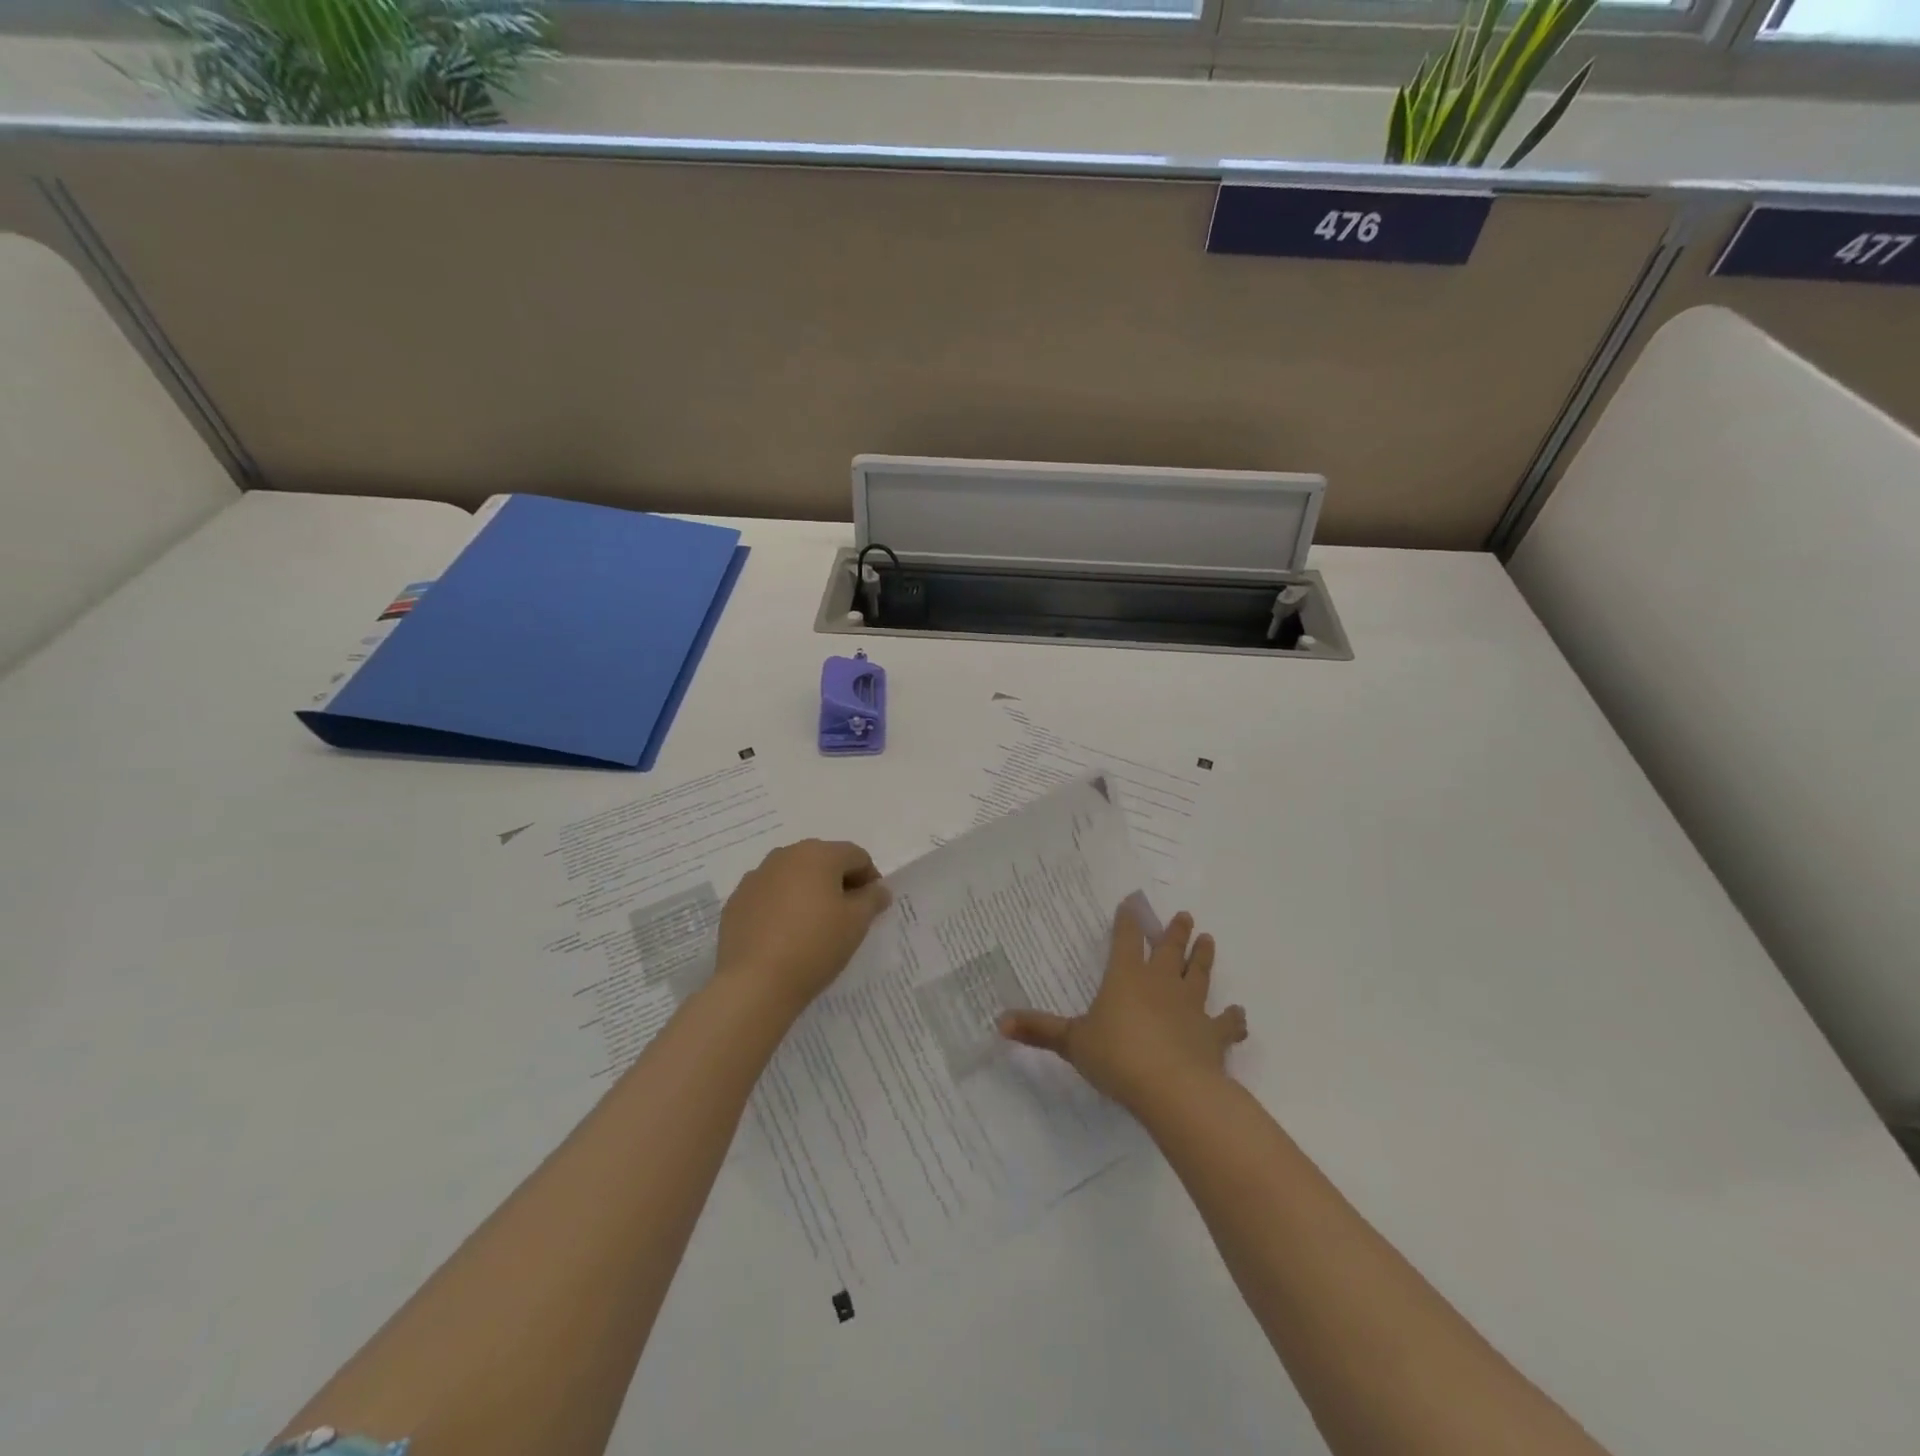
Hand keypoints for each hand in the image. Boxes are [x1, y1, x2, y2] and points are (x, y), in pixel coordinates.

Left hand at [713, 839, 891, 1018]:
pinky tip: (785, 936)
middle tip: (846, 917)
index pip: (856, 856)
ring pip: (793, 877)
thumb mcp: (857, 923)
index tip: (872, 908)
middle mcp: (784, 856)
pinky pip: (769, 896)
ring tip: (814, 927)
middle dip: (838, 883)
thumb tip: (878, 889)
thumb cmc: (815, 945)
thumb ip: (873, 898)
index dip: (870, 879)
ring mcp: (755, 878)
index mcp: (818, 854)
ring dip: (809, 893)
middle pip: (823, 861)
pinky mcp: (736, 902)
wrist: (755, 983)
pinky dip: (782, 907)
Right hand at [998, 904, 1246, 1114]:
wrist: (1172, 1088)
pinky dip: (1233, 1019)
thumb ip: (1039, 1030)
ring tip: (1208, 940)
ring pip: (1198, 975)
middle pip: (1169, 950)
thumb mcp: (1072, 1043)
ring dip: (1203, 958)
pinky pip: (1226, 1023)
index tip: (1132, 902)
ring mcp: (1191, 1007)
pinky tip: (1239, 1015)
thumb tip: (998, 1021)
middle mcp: (1161, 984)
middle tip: (1184, 916)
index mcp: (1126, 977)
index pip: (1127, 939)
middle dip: (1174, 932)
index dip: (1128, 921)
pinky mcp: (1213, 1035)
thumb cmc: (1117, 1057)